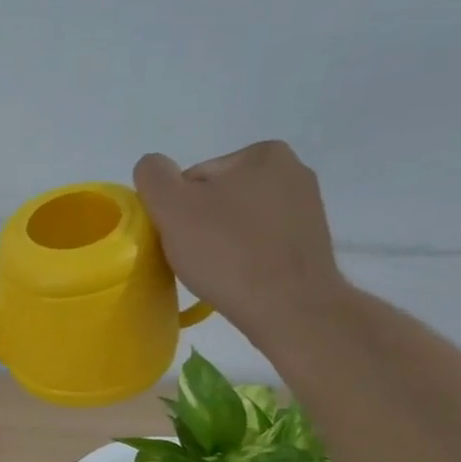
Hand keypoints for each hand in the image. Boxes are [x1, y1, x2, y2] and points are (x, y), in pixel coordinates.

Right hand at [135, 142, 346, 344]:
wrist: (289, 307)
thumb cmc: (228, 253)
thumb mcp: (173, 208)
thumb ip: (154, 177)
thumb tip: (152, 166)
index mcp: (262, 154)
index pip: (194, 179)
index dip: (175, 211)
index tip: (177, 240)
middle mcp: (291, 171)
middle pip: (217, 199)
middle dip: (199, 226)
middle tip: (193, 260)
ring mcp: (305, 208)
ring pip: (238, 223)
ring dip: (220, 244)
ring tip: (215, 272)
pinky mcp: (308, 243)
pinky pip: (259, 244)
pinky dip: (243, 258)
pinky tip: (237, 278)